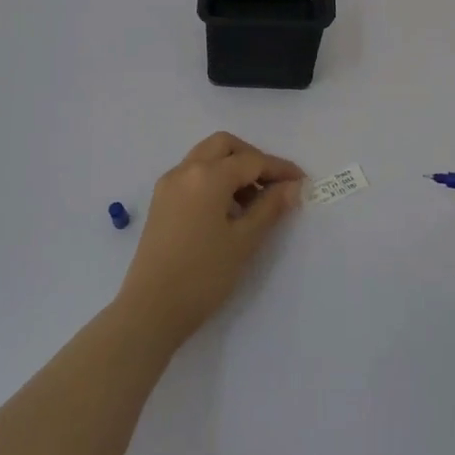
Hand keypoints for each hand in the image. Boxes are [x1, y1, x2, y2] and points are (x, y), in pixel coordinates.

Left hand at [118, 132, 304, 347]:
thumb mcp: (244, 241)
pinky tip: (227, 209)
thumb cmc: (203, 275)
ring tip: (253, 201)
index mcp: (207, 176)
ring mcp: (169, 184)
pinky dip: (214, 179)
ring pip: (205, 157)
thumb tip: (291, 186)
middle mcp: (185, 170)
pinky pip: (192, 174)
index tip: (302, 182)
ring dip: (232, 167)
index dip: (280, 169)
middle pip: (224, 146)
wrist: (151, 309)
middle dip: (252, 157)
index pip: (252, 161)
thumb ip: (270, 207)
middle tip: (273, 185)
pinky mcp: (161, 201)